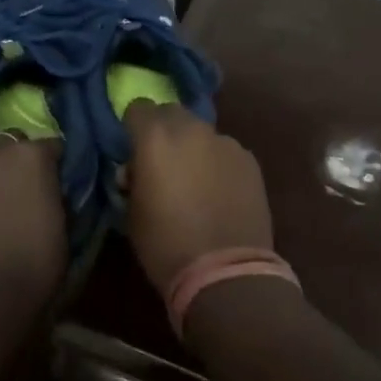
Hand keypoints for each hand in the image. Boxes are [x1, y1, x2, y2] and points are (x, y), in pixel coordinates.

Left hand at [0, 139, 65, 311]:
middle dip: (11, 168)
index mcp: (30, 158)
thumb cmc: (30, 271)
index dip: (51, 165)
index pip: (48, 146)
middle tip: (16, 199)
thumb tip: (48, 196)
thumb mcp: (61, 232)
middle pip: (5, 151)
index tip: (54, 184)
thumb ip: (53, 201)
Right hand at [124, 100, 273, 293]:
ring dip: (193, 147)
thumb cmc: (167, 245)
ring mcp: (224, 141)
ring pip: (201, 132)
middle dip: (164, 130)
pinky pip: (225, 151)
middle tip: (163, 161)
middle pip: (172, 113)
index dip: (133, 126)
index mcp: (155, 138)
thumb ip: (133, 179)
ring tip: (196, 180)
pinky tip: (220, 192)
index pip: (138, 108)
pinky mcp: (248, 158)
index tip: (134, 148)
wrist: (226, 272)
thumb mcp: (132, 214)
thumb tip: (136, 169)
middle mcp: (191, 129)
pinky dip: (218, 163)